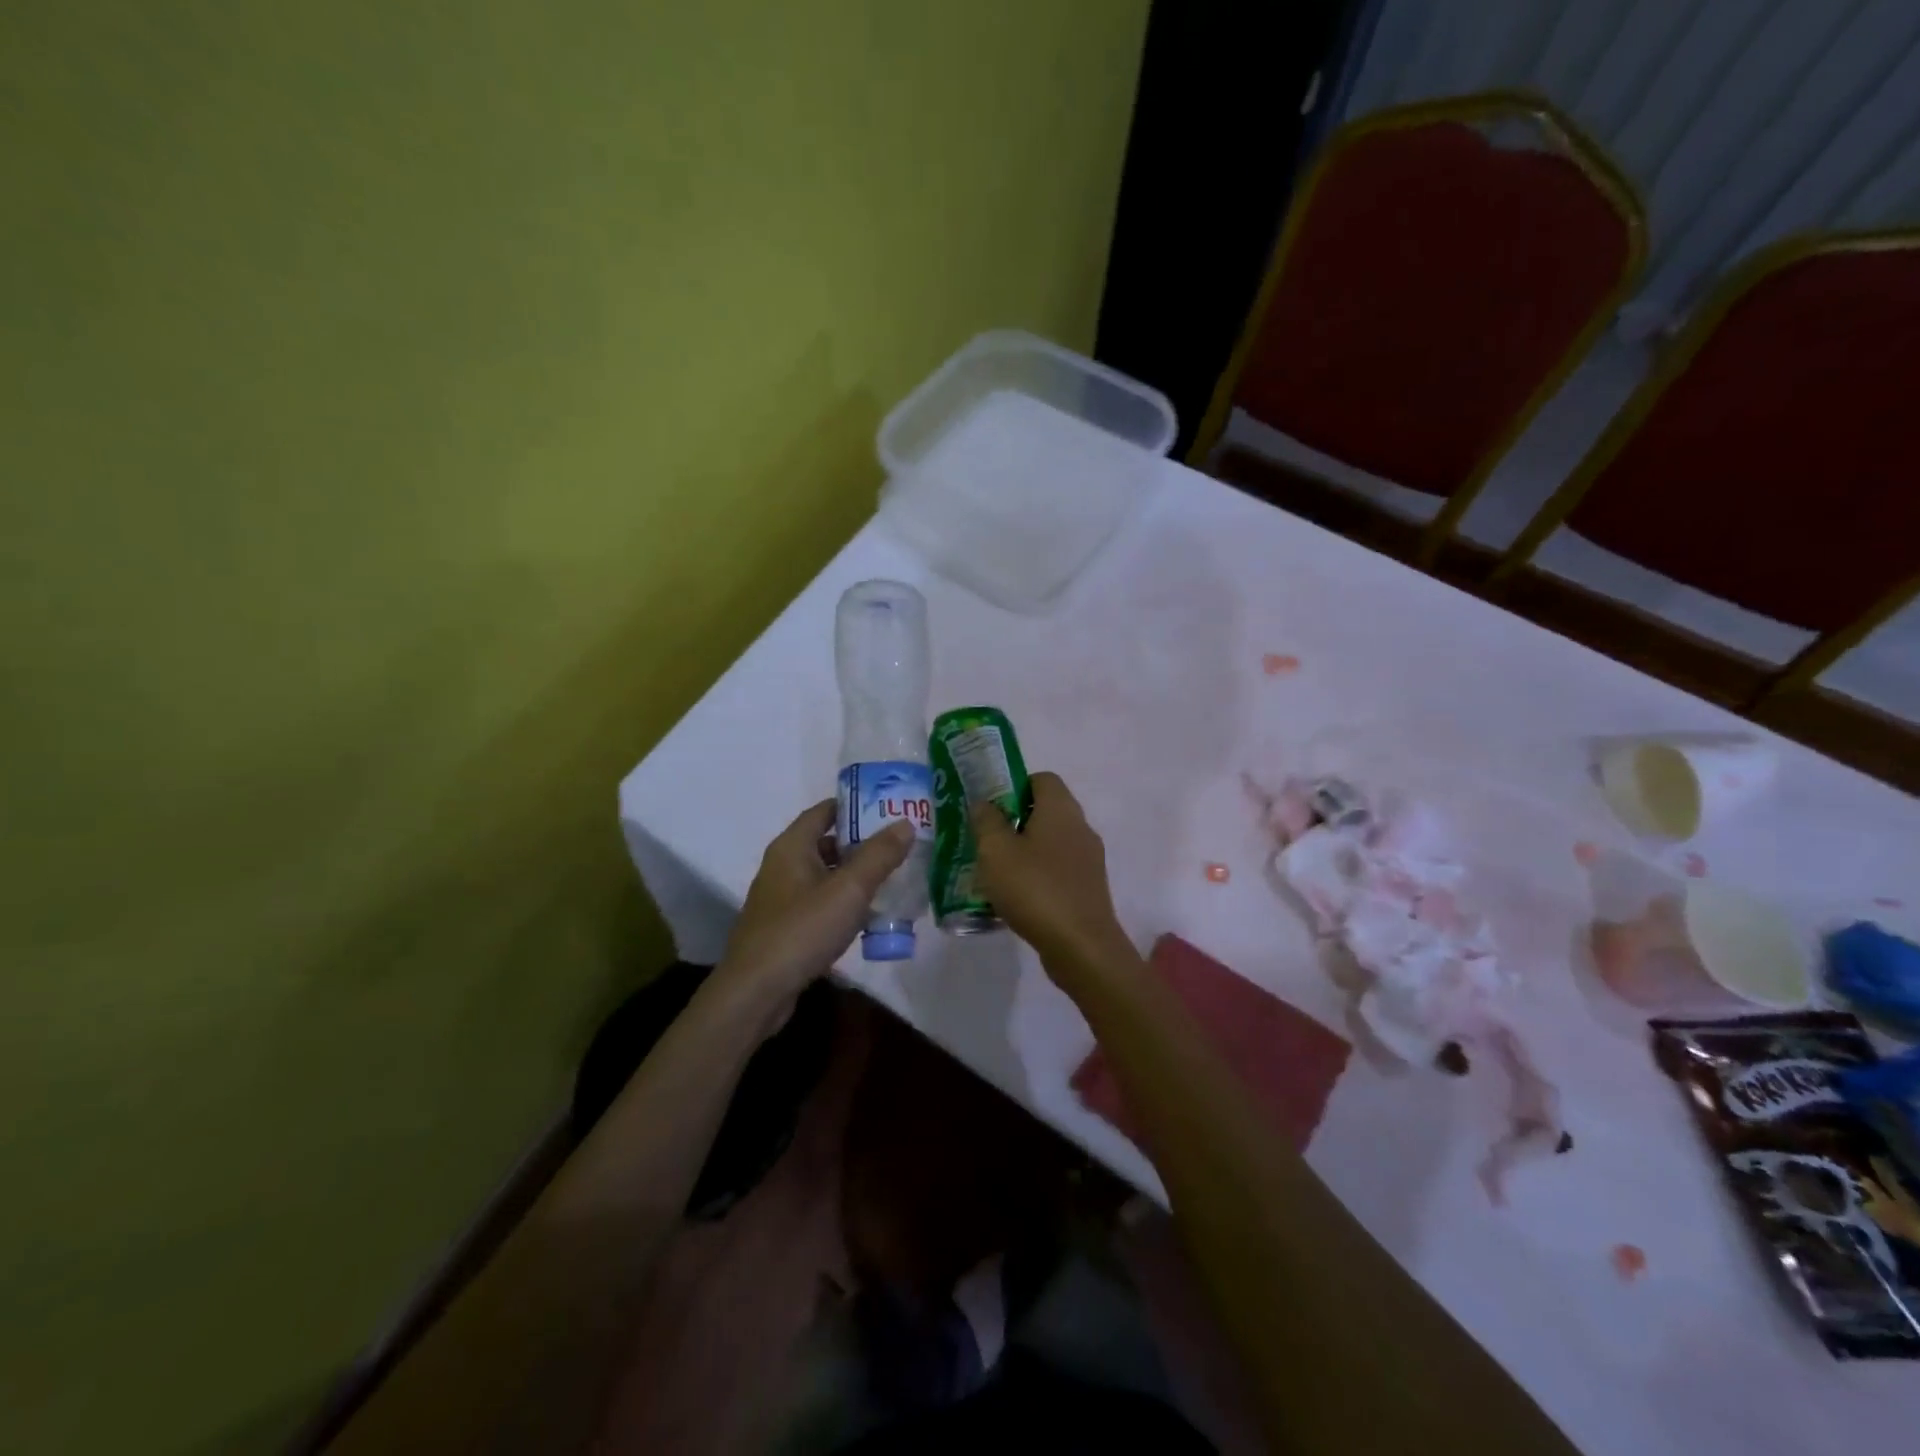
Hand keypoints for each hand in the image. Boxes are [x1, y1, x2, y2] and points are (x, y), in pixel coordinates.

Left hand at [717, 801, 913, 1012]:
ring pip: (825, 876)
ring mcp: (781, 899)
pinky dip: (843, 903)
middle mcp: (782, 866)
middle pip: (826, 843)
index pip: (823, 811)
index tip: (888, 807)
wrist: (756, 992)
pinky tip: (868, 917)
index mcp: (792, 847)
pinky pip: (819, 904)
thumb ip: (879, 856)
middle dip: (862, 843)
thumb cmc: (802, 930)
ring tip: (893, 879)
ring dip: (855, 876)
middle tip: (899, 845)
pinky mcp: (784, 928)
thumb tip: (905, 824)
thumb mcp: (848, 890)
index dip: (855, 805)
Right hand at [970, 772, 1130, 968]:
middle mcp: (1080, 827)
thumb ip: (986, 821)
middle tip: (985, 840)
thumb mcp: (996, 851)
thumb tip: (984, 803)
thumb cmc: (1035, 889)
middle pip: (1045, 811)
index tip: (989, 808)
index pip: (1041, 779)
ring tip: (995, 872)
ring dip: (1025, 852)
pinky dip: (1038, 876)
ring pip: (1051, 843)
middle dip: (1014, 822)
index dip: (1013, 786)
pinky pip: (1058, 870)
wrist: (1081, 947)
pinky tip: (1016, 898)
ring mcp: (1089, 859)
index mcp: (1061, 809)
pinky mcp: (1088, 888)